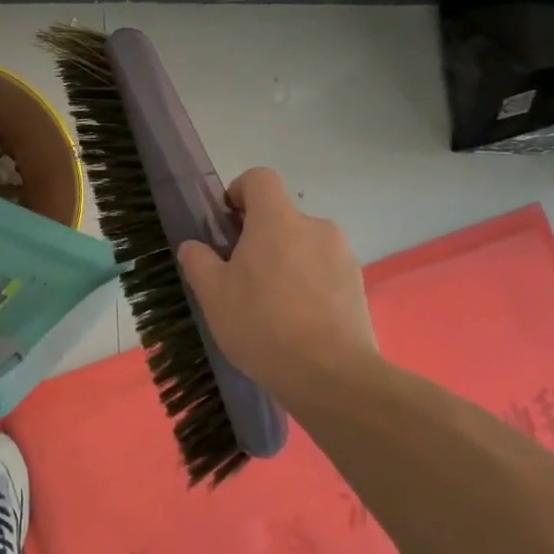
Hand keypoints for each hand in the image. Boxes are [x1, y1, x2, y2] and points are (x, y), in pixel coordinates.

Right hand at [176, 167, 378, 399]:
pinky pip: (325, 273)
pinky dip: (310, 286)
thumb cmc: (262, 324)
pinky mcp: (358, 286)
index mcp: (277, 220)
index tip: (229, 224)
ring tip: (273, 308)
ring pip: (305, 246)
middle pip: (282, 217)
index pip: (260, 178)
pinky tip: (299, 323)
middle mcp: (315, 227)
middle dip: (261, 238)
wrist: (331, 375)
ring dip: (287, 263)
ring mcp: (342, 256)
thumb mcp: (213, 295)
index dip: (240, 191)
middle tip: (243, 278)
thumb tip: (194, 247)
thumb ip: (199, 261)